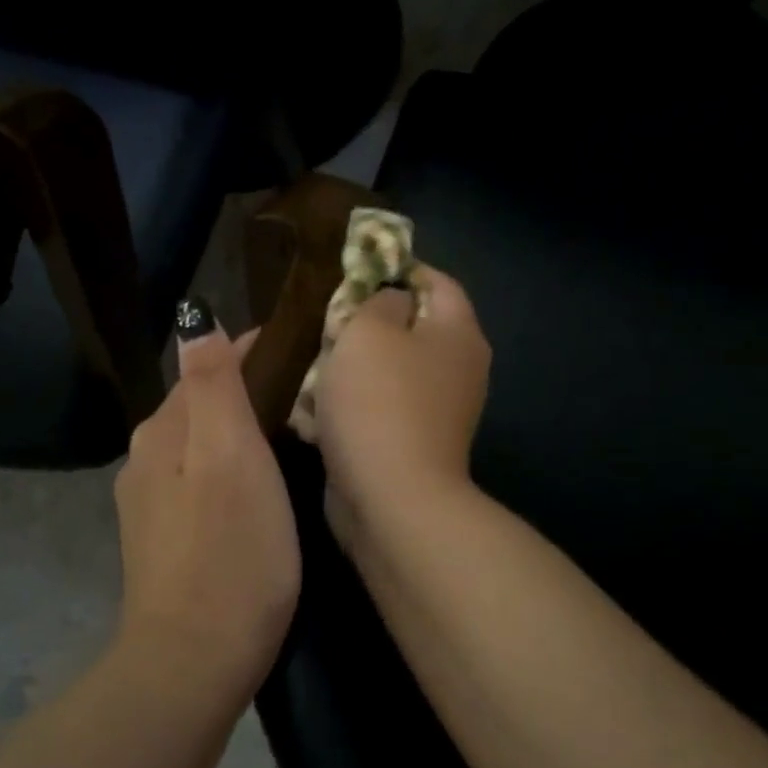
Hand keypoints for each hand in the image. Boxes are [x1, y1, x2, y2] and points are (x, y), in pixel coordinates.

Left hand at [114, 302, 299, 693]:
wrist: (194, 662)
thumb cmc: (229, 551)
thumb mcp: (230, 455)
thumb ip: (213, 385)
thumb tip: (198, 319)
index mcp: (163, 431)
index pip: (209, 366)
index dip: (254, 352)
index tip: (304, 349)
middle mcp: (147, 458)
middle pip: (202, 404)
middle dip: (249, 390)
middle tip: (310, 395)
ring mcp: (150, 504)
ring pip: (201, 445)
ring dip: (240, 431)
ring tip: (292, 437)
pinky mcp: (163, 540)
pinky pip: (200, 482)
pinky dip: (230, 469)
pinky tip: (259, 489)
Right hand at [316, 267, 491, 544]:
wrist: (391, 499)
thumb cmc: (380, 401)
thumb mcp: (368, 330)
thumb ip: (377, 301)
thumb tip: (388, 302)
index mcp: (457, 333)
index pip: (435, 281)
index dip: (395, 268)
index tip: (351, 271)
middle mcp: (456, 369)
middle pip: (409, 327)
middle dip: (363, 322)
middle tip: (323, 319)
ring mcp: (435, 411)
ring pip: (388, 371)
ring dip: (349, 367)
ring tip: (309, 362)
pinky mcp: (409, 444)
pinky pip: (377, 410)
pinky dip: (350, 407)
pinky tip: (313, 409)